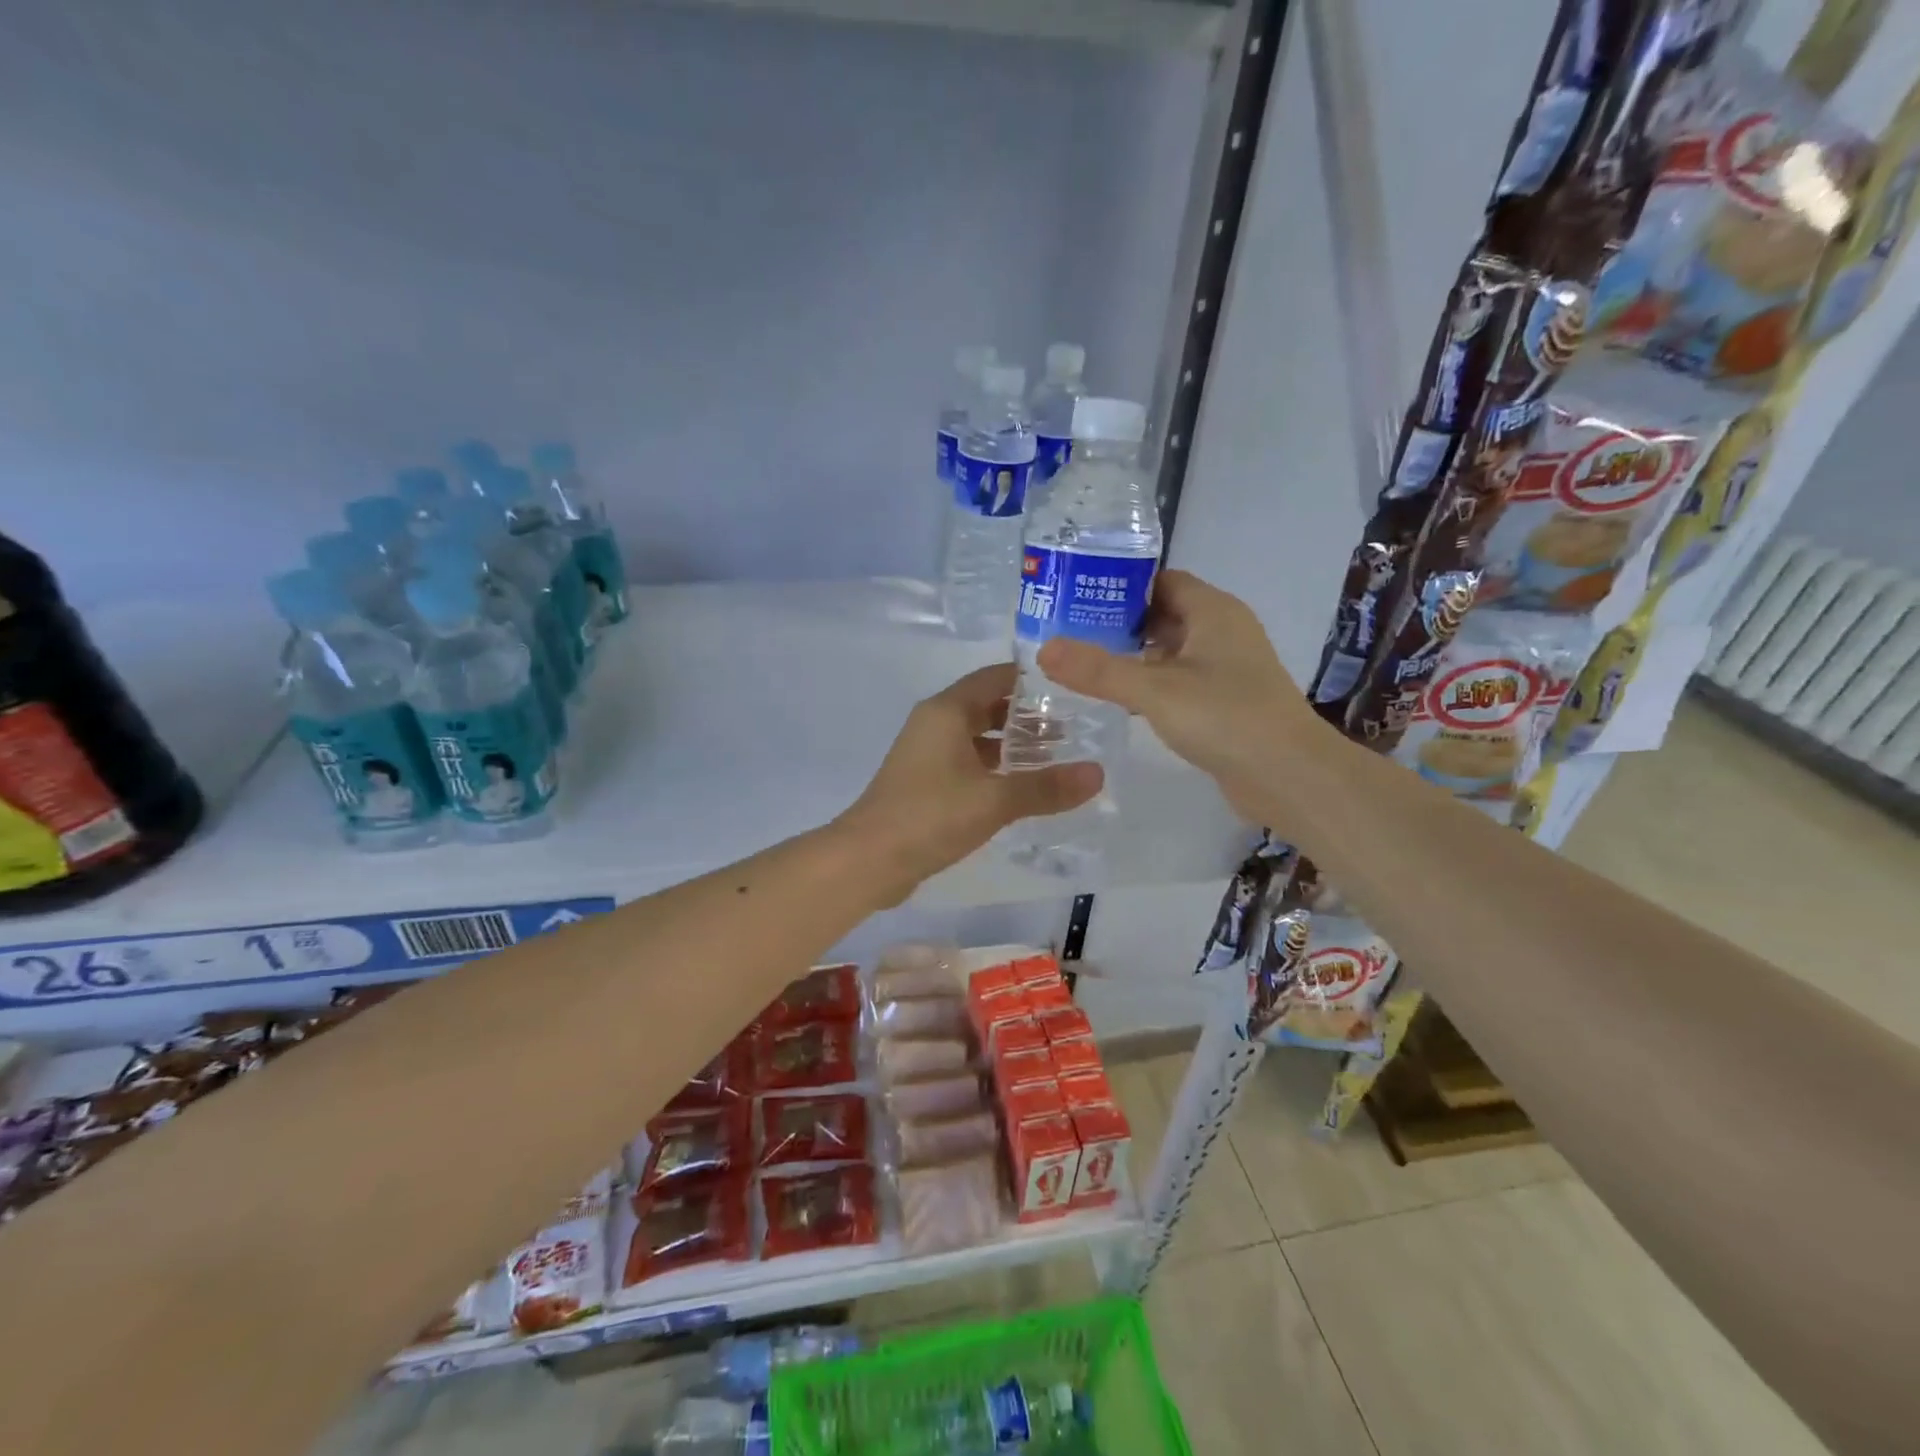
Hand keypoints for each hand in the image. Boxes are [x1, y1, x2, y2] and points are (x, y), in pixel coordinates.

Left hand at [835, 664, 1103, 903]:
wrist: (869, 860)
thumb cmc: (931, 815)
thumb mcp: (995, 800)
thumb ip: (1046, 787)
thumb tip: (1098, 773)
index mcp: (946, 711)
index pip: (995, 678)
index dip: (1031, 680)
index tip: (1071, 687)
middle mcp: (934, 725)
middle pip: (987, 707)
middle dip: (1027, 717)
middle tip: (1073, 728)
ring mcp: (926, 755)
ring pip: (977, 739)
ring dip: (1011, 746)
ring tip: (1056, 759)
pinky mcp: (924, 784)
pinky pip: (967, 764)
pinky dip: (994, 770)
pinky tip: (1022, 789)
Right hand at [1036, 570, 1323, 821]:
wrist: (1289, 776)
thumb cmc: (1226, 717)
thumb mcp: (1155, 690)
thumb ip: (1099, 670)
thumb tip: (1044, 649)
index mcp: (1213, 611)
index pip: (1162, 581)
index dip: (1122, 586)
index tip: (1078, 596)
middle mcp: (1223, 632)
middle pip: (1165, 614)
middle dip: (1121, 622)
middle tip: (1071, 633)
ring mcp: (1228, 669)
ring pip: (1172, 650)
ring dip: (1135, 656)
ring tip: (1086, 665)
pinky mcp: (1226, 702)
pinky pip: (1181, 681)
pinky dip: (1152, 684)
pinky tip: (1122, 700)